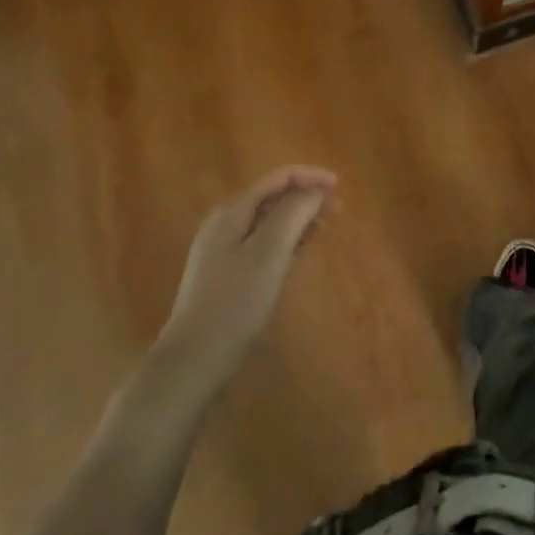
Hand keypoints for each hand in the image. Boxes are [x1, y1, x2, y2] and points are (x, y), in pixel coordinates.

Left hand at [153, 166, 337, 394]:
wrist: (194, 358)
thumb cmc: (235, 302)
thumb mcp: (269, 253)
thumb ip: (294, 213)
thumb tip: (315, 189)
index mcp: (232, 211)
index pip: (277, 178)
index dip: (310, 176)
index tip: (340, 186)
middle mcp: (225, 223)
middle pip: (273, 197)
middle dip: (306, 196)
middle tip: (339, 208)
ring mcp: (223, 249)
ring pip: (269, 221)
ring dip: (299, 217)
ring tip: (326, 224)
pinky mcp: (227, 273)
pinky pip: (263, 243)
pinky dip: (286, 239)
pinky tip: (301, 249)